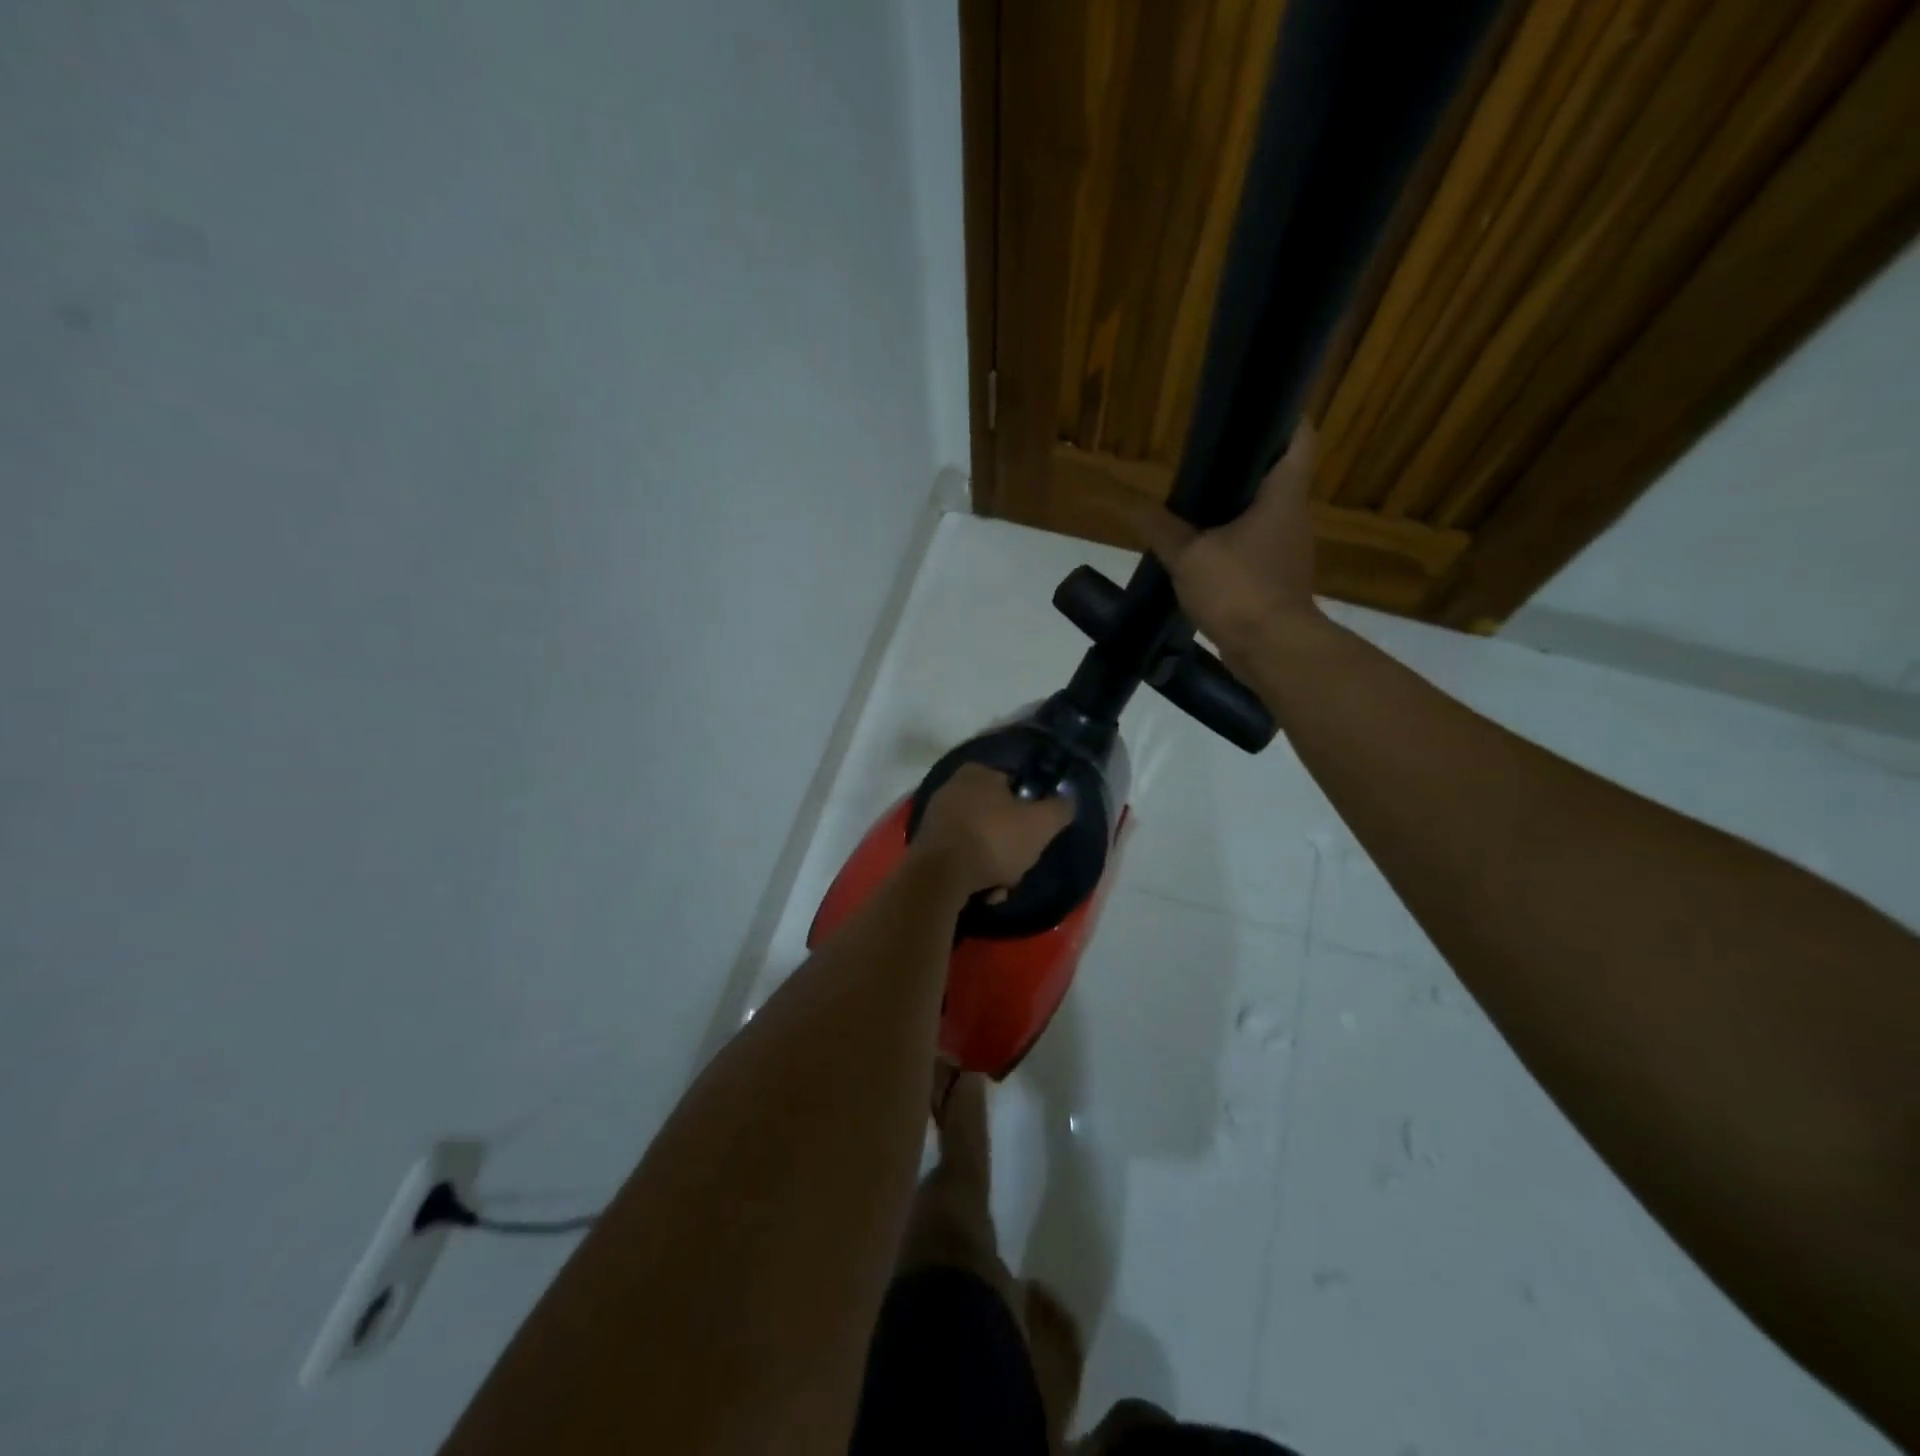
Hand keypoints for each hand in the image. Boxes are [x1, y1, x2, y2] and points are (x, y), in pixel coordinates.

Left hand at [911, 763, 1074, 897]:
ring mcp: (935, 818)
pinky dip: (973, 874)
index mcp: (977, 772)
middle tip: (1017, 866)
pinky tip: (980, 892)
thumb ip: (1059, 809)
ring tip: (997, 887)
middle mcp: (952, 788)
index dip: (1031, 813)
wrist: (939, 877)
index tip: (1035, 836)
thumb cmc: (993, 840)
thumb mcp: (1041, 824)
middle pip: (997, 819)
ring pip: (980, 842)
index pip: (1015, 787)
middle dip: (1010, 847)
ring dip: (994, 867)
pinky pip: (960, 858)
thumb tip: (1066, 801)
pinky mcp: (925, 846)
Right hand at [1130, 425, 1323, 658]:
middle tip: (1207, 457)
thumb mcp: (1189, 557)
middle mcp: (1293, 515)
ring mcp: (1288, 548)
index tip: (1251, 411)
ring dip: (1237, 505)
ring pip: (1265, 512)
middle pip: (1278, 474)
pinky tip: (1203, 546)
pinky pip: (1256, 545)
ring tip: (1197, 500)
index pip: (1299, 436)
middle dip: (1246, 464)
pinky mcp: (1278, 577)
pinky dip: (1234, 539)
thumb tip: (1131, 505)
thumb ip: (1161, 528)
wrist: (1271, 650)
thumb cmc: (1239, 590)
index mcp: (1283, 494)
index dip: (1282, 416)